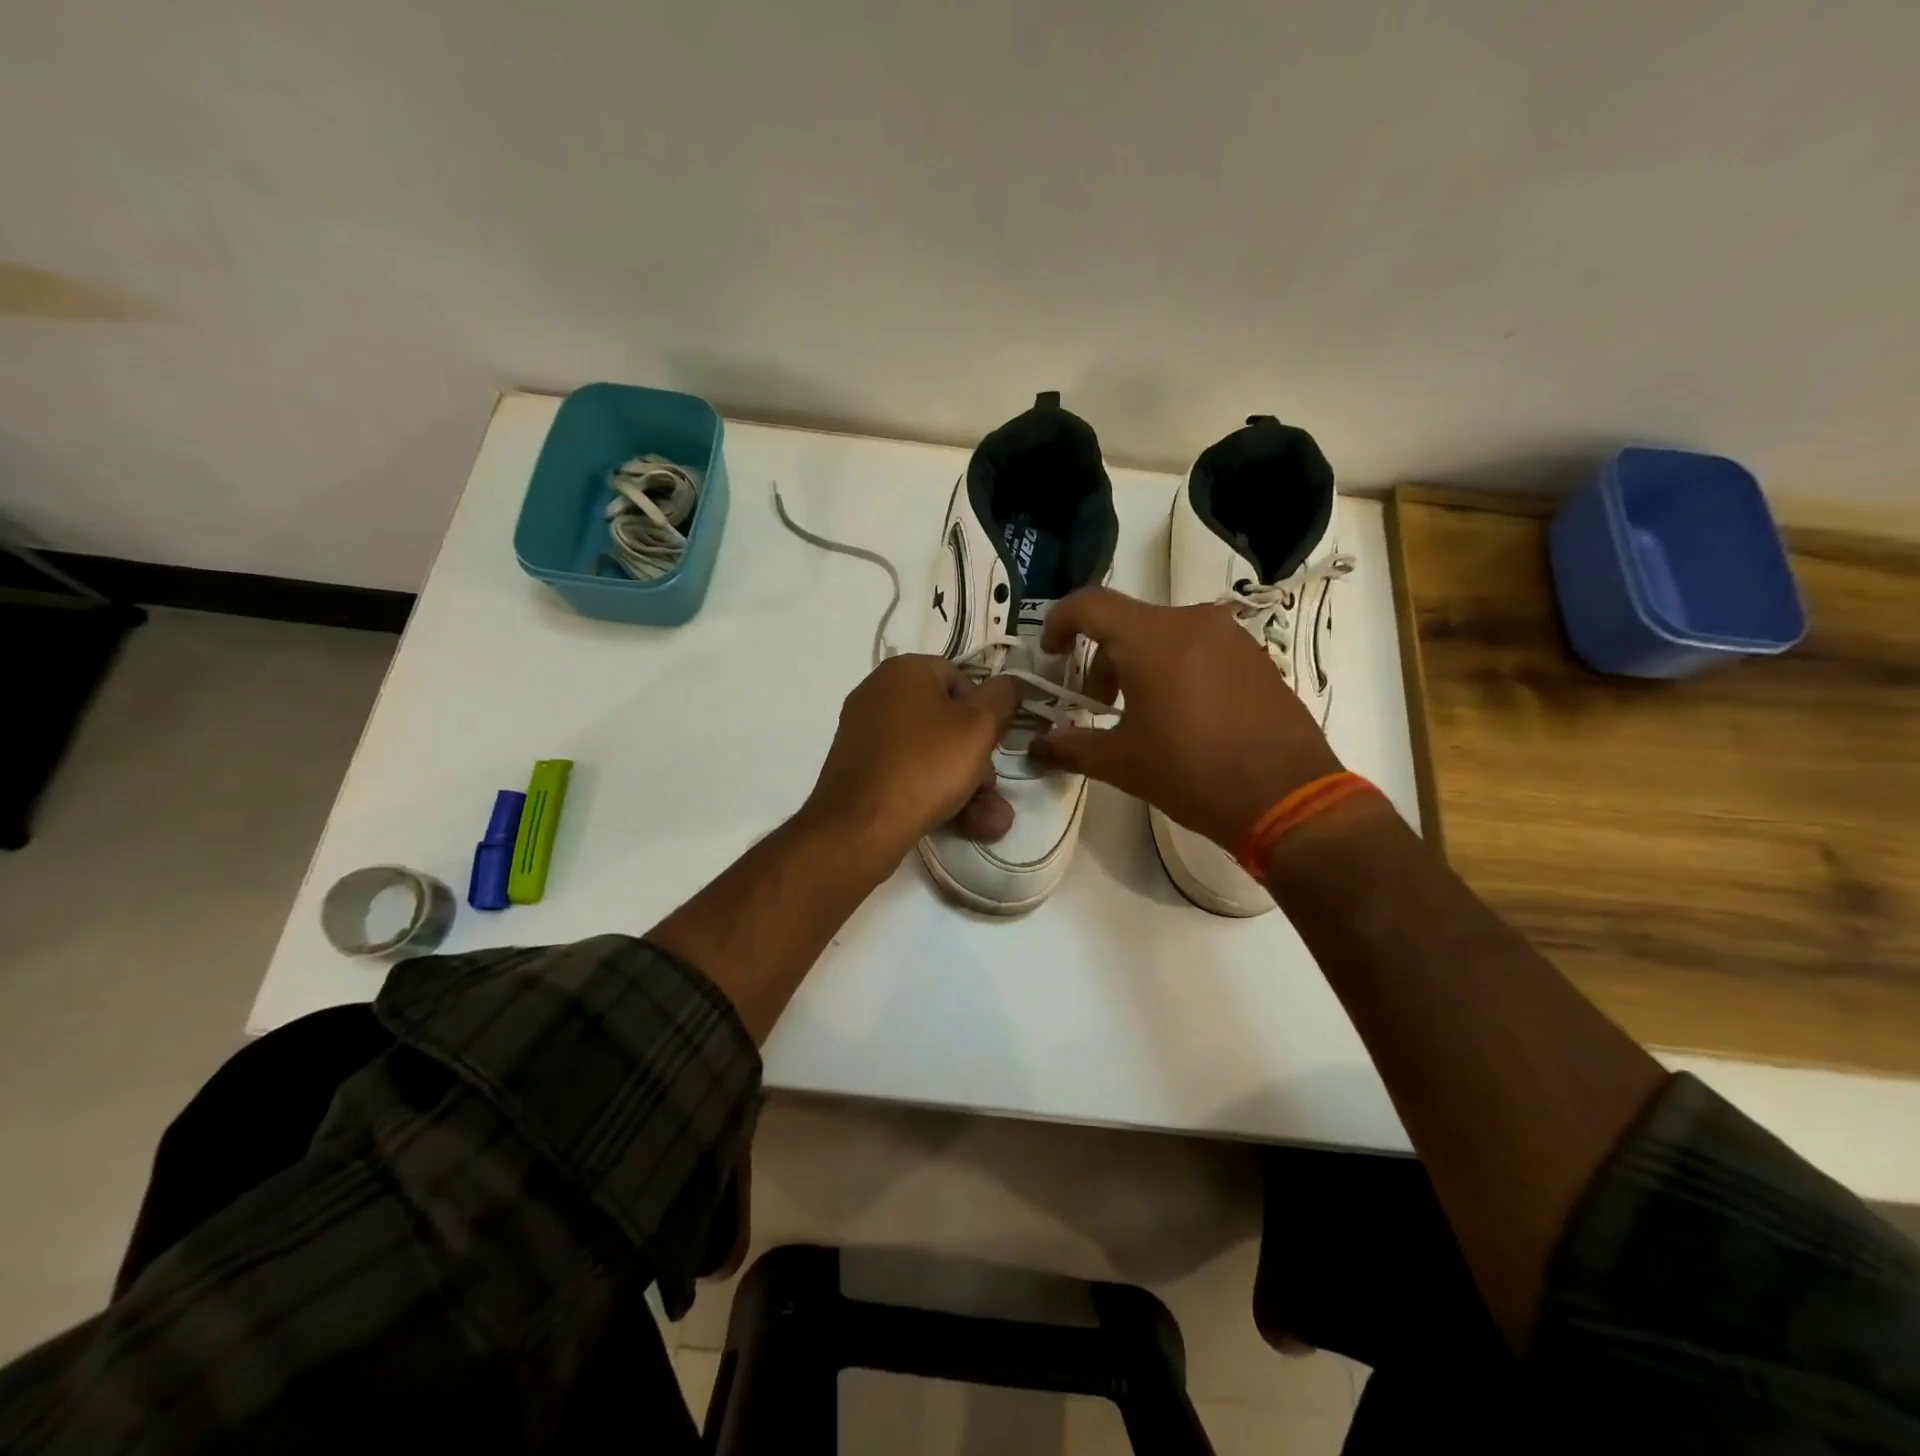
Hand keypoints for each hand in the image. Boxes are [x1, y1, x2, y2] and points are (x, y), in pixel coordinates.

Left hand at [802, 654, 1024, 866]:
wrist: (861, 825)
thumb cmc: (926, 765)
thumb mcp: (979, 727)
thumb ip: (1003, 698)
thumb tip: (1011, 683)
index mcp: (904, 670)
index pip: (961, 678)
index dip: (985, 712)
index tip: (994, 745)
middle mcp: (878, 693)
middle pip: (945, 719)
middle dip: (976, 758)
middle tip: (991, 788)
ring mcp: (864, 732)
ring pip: (930, 752)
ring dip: (965, 784)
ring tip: (991, 821)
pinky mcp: (858, 768)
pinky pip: (906, 771)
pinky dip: (933, 792)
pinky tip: (963, 822)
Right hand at [1030, 587, 1343, 849]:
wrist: (1288, 797)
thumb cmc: (1192, 772)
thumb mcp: (1122, 763)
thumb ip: (1072, 747)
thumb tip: (1039, 746)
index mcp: (1151, 638)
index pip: (1090, 604)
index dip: (1060, 622)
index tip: (1052, 654)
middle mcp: (1192, 621)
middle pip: (1128, 623)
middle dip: (1102, 659)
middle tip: (1098, 705)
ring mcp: (1231, 637)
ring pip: (1165, 635)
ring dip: (1140, 665)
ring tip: (1142, 714)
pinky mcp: (1256, 657)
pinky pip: (1200, 648)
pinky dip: (1176, 669)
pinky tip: (1184, 716)